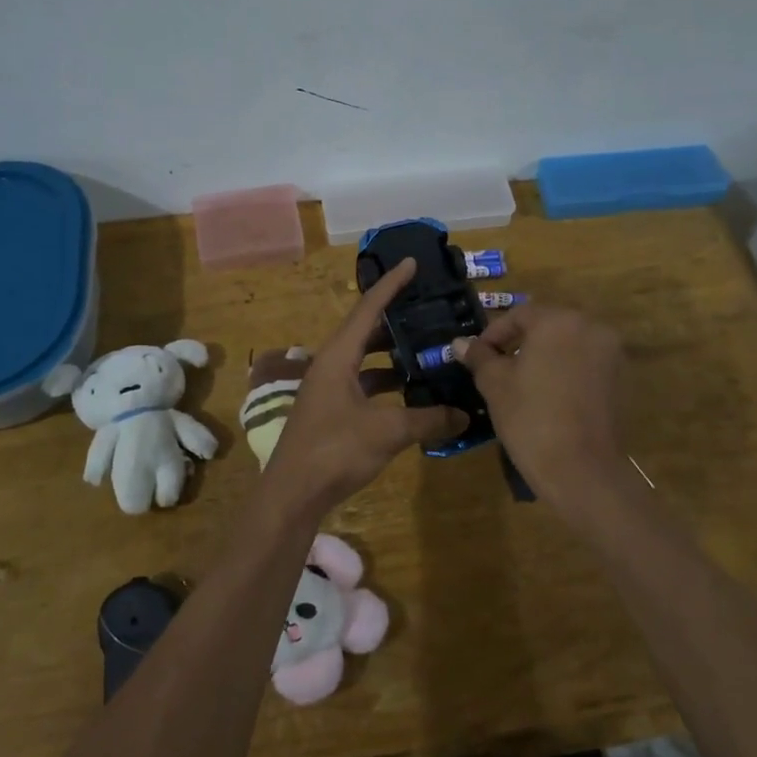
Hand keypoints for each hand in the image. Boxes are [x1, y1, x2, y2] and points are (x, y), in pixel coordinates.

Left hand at [264, 258, 468, 514]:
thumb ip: (428, 419)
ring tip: (428, 351)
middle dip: (397, 321)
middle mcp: (331, 365)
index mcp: (338, 356)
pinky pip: (364, 385)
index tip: (411, 262)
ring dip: (393, 356)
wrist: (292, 494)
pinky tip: (411, 393)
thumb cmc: (335, 450)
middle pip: (366, 331)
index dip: (391, 284)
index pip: (368, 308)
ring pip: (365, 361)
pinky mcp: (332, 412)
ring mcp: (329, 390)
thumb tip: (464, 414)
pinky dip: (387, 384)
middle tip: (429, 311)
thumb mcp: (387, 432)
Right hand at [454, 304, 627, 507]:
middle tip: (497, 367)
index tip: (477, 356)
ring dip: (545, 355)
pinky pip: (586, 363)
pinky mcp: (621, 378)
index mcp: (558, 320)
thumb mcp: (495, 384)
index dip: (494, 334)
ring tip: (522, 382)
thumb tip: (460, 343)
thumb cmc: (530, 418)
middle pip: (547, 325)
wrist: (581, 469)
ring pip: (569, 344)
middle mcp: (591, 326)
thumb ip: (479, 357)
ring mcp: (612, 352)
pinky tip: (550, 395)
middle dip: (521, 342)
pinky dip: (566, 370)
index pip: (519, 315)